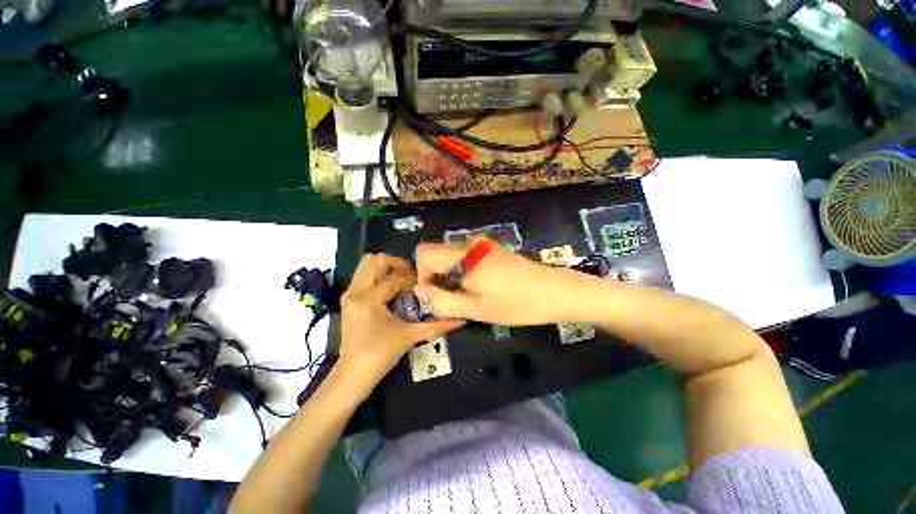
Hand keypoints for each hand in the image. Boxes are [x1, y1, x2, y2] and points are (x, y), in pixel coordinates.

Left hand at [336, 254, 463, 392]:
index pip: (395, 279)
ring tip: (402, 279)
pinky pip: (363, 275)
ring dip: (387, 267)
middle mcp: (356, 291)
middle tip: (411, 275)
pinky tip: (392, 288)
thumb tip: (461, 319)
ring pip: (366, 264)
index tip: (424, 286)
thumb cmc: (381, 356)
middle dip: (397, 263)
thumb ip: (436, 326)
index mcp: (369, 300)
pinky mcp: (348, 298)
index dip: (413, 280)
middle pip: (375, 260)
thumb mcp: (410, 337)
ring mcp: (349, 293)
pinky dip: (379, 275)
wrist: (353, 374)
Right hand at [414, 241, 579, 325]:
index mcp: (464, 256)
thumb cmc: (517, 304)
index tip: (437, 295)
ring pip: (450, 255)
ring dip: (449, 275)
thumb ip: (443, 300)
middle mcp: (470, 243)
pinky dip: (461, 271)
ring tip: (467, 295)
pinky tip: (479, 286)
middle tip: (453, 299)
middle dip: (436, 277)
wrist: (555, 291)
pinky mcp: (491, 248)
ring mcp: (482, 244)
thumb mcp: (477, 309)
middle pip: (436, 253)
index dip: (423, 275)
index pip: (424, 253)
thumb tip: (420, 290)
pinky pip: (465, 256)